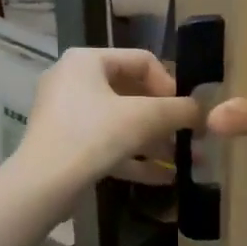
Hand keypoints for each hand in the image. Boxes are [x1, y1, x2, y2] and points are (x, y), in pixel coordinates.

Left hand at [14, 46, 198, 187]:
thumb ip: (180, 110)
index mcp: (87, 61)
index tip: (184, 111)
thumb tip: (204, 112)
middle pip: (132, 93)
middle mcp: (73, 80)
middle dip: (164, 119)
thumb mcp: (146, 118)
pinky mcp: (66, 145)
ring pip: (121, 123)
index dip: (170, 84)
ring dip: (154, 141)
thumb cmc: (94, 136)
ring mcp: (67, 115)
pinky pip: (107, 144)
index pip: (141, 61)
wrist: (43, 185)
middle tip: (188, 137)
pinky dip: (134, 158)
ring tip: (182, 161)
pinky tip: (163, 177)